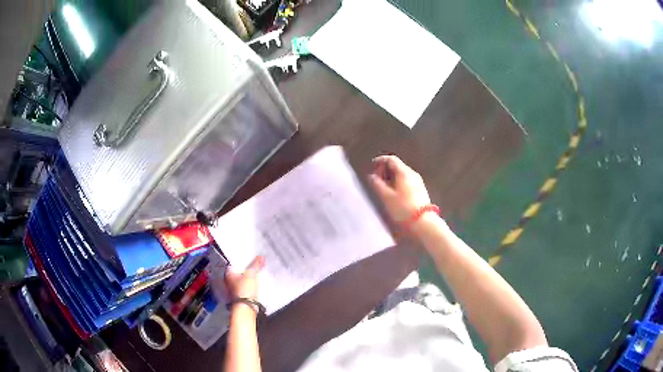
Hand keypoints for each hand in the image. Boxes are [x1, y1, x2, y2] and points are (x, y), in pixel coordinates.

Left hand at [225, 256, 264, 300]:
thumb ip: (256, 265)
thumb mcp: (251, 274)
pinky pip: (244, 286)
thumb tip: (261, 256)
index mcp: (228, 273)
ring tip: (255, 273)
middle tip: (253, 264)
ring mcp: (233, 289)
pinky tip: (254, 283)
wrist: (246, 307)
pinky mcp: (239, 296)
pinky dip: (248, 284)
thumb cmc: (245, 289)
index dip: (241, 260)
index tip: (248, 257)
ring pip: (240, 279)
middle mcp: (228, 280)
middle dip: (244, 269)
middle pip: (237, 271)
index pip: (234, 263)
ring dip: (246, 277)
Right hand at [369, 155, 431, 221]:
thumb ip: (377, 184)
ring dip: (391, 177)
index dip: (381, 160)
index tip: (373, 165)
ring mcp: (418, 182)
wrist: (423, 221)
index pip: (391, 159)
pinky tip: (394, 192)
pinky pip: (407, 180)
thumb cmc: (403, 208)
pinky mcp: (421, 190)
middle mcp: (412, 174)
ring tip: (383, 187)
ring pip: (402, 173)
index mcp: (404, 172)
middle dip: (385, 169)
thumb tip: (372, 176)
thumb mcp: (386, 197)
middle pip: (397, 165)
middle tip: (376, 178)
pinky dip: (398, 182)